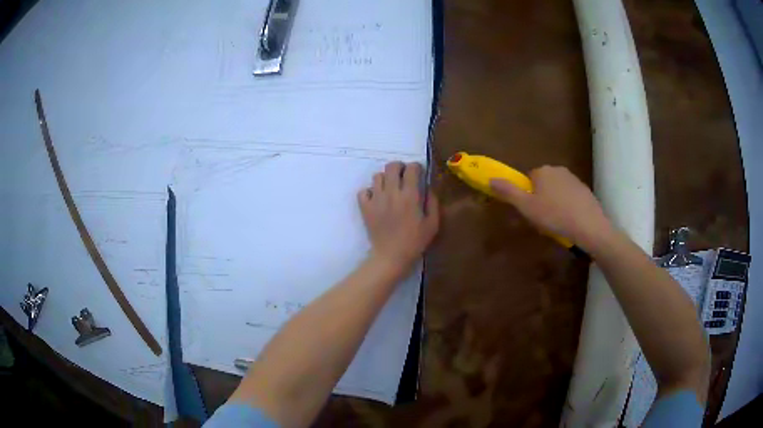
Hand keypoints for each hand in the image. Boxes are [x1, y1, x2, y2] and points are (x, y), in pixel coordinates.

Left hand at [358, 162, 438, 274]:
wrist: (391, 257)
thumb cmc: (415, 242)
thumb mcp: (433, 224)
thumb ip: (433, 203)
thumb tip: (429, 187)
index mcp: (410, 196)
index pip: (411, 168)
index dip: (416, 167)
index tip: (418, 173)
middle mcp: (392, 193)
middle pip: (391, 166)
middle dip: (399, 167)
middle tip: (403, 176)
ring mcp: (376, 199)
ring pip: (377, 176)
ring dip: (385, 179)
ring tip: (390, 188)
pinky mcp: (365, 208)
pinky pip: (363, 191)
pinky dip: (369, 192)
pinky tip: (376, 199)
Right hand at [490, 166, 612, 251]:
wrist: (589, 226)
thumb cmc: (554, 216)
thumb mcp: (527, 207)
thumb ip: (509, 192)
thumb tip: (490, 179)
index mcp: (542, 171)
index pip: (528, 180)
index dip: (528, 196)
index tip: (532, 211)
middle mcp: (558, 169)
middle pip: (543, 184)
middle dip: (542, 199)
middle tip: (543, 219)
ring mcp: (573, 179)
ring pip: (557, 191)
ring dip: (555, 203)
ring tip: (557, 222)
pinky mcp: (584, 190)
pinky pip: (570, 197)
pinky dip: (568, 206)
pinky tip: (570, 221)